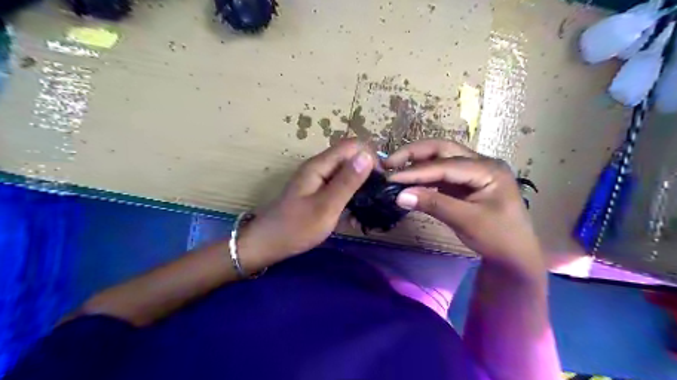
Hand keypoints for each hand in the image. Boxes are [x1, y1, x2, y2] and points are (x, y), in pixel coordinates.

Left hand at [240, 138, 375, 262]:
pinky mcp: (318, 192)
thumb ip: (347, 181)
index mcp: (319, 165)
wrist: (269, 243)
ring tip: (368, 208)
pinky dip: (350, 197)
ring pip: (347, 173)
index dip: (370, 158)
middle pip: (350, 158)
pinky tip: (354, 216)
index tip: (380, 181)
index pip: (352, 146)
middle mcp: (319, 167)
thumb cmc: (297, 227)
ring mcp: (318, 179)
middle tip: (377, 197)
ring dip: (360, 188)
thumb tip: (367, 156)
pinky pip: (339, 187)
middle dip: (367, 173)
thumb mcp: (326, 206)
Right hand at [386, 139, 543, 281]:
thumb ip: (433, 204)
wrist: (515, 256)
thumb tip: (399, 196)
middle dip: (414, 154)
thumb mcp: (466, 221)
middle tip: (389, 163)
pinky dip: (423, 177)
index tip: (391, 178)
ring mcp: (472, 171)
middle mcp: (481, 163)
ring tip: (394, 170)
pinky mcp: (464, 182)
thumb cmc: (499, 238)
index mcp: (488, 169)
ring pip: (440, 158)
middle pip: (443, 149)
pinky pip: (440, 174)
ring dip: (417, 163)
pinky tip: (409, 181)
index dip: (416, 171)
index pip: (446, 165)